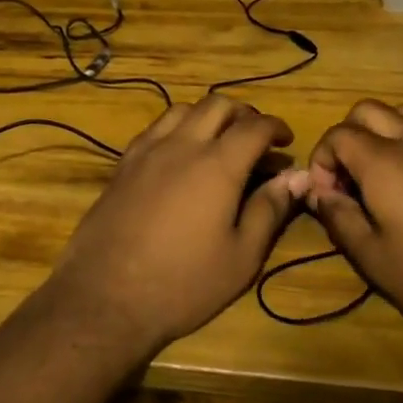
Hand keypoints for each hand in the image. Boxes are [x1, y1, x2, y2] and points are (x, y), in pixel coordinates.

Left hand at [42, 95, 307, 356]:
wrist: (105, 297)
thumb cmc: (183, 283)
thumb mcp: (241, 256)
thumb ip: (270, 209)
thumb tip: (297, 177)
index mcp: (217, 164)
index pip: (254, 126)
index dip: (276, 127)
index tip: (286, 142)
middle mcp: (181, 145)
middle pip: (217, 105)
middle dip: (244, 113)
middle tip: (256, 138)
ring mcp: (146, 151)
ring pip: (181, 110)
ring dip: (207, 116)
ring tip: (219, 141)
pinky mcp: (122, 165)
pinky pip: (154, 129)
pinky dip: (176, 128)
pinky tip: (179, 155)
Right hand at [305, 100, 402, 354]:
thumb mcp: (374, 259)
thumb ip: (340, 219)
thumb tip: (322, 195)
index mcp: (383, 163)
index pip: (338, 134)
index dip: (321, 159)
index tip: (326, 194)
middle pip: (367, 110)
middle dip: (346, 136)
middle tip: (347, 178)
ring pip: (401, 113)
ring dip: (379, 132)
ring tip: (378, 173)